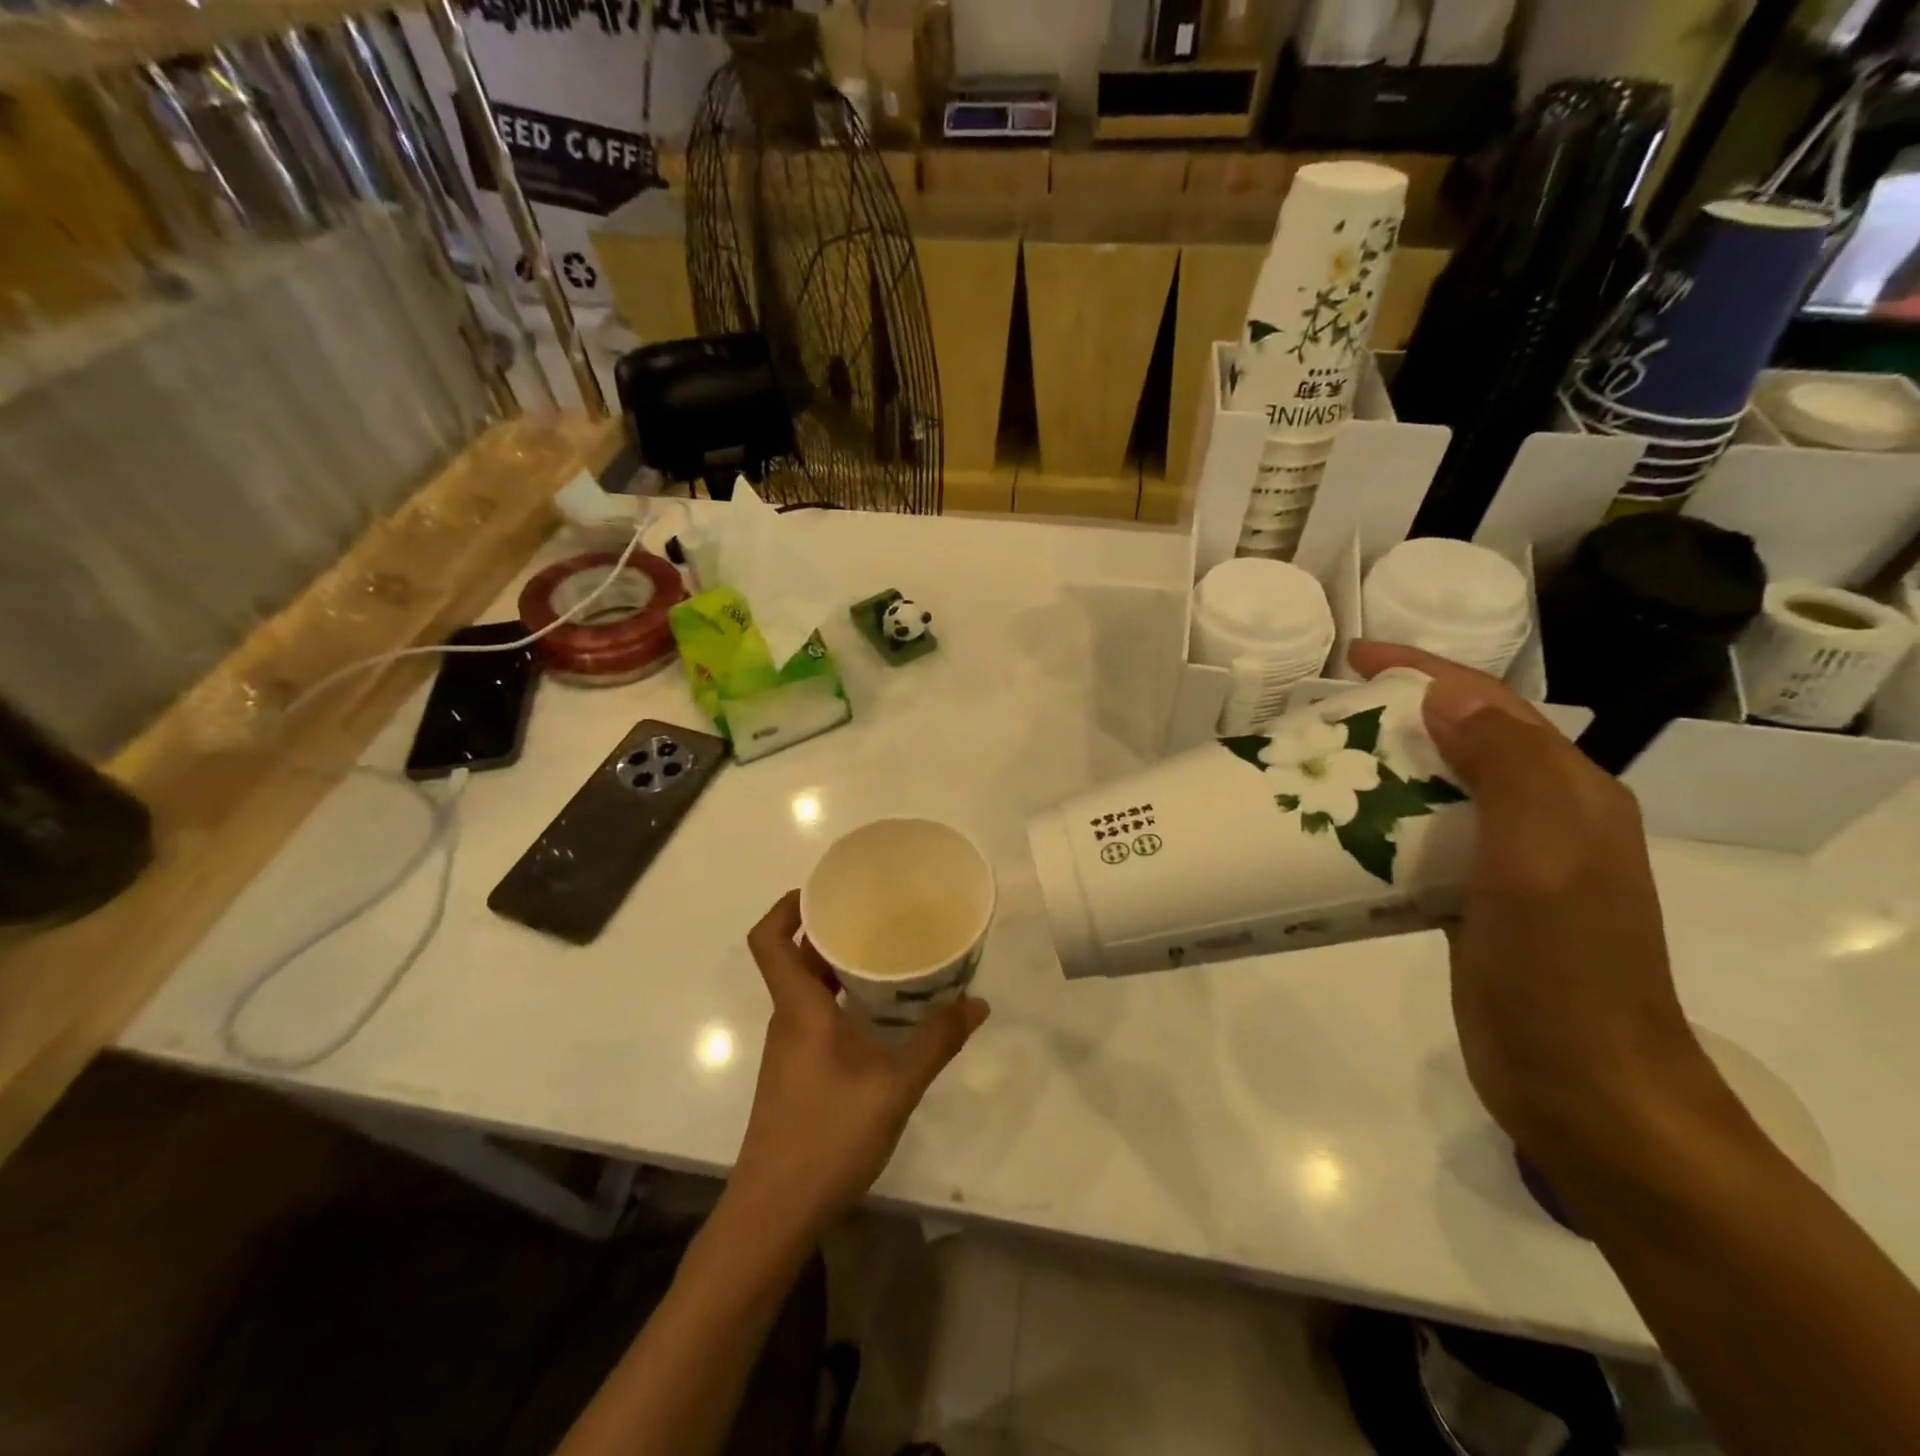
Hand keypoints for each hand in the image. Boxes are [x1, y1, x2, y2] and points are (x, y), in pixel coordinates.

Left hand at [731, 892, 989, 1232]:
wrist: (775, 1214)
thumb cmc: (828, 1136)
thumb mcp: (895, 1086)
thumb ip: (937, 1041)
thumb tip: (978, 1003)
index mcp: (799, 1008)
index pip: (769, 941)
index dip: (786, 907)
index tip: (821, 889)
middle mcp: (788, 1020)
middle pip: (794, 958)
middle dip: (828, 930)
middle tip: (875, 914)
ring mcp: (790, 1049)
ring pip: (807, 990)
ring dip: (837, 967)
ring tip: (886, 954)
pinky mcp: (797, 1074)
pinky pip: (815, 1017)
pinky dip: (841, 1000)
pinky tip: (880, 1014)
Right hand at [1350, 643, 1723, 1173]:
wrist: (1584, 1087)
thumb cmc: (1563, 969)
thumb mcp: (1544, 860)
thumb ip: (1508, 770)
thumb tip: (1444, 699)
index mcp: (1568, 794)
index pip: (1490, 706)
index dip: (1424, 672)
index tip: (1354, 659)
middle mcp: (1541, 818)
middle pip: (1458, 744)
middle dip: (1391, 719)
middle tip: (1317, 719)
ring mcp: (1507, 865)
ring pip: (1433, 794)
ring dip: (1378, 773)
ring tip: (1312, 770)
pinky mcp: (1470, 904)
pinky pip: (1416, 844)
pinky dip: (1376, 827)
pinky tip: (1333, 836)